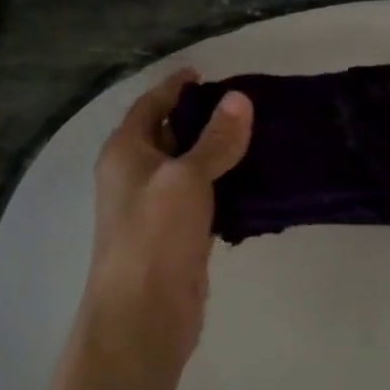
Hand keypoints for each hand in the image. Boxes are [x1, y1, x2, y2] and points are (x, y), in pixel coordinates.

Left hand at [84, 68, 252, 383]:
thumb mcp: (187, 178)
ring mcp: (157, 207)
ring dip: (220, 153)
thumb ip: (215, 139)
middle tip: (250, 103)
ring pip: (192, 167)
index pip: (152, 104)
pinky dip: (227, 185)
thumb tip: (240, 99)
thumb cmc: (154, 236)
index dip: (177, 86)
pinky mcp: (179, 234)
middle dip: (206, 118)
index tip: (208, 72)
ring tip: (263, 135)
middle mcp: (137, 175)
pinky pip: (205, 197)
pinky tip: (259, 180)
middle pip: (172, 133)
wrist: (143, 317)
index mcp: (126, 152)